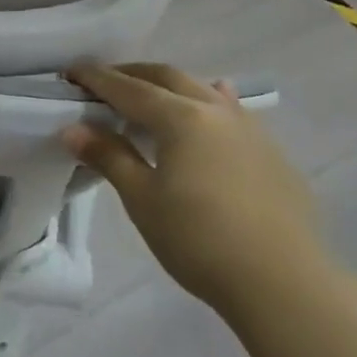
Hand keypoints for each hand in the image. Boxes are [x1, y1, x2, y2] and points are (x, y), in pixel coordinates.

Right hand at [61, 63, 328, 317]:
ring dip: (169, 86)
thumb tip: (73, 129)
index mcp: (181, 118)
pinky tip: (213, 104)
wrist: (285, 284)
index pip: (128, 89)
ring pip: (203, 90)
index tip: (71, 72)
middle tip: (103, 81)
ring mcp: (250, 129)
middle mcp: (216, 111)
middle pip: (167, 78)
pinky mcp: (272, 153)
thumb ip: (109, 156)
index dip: (97, 78)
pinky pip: (231, 112)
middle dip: (132, 74)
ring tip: (150, 95)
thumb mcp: (142, 199)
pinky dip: (208, 102)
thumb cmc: (199, 239)